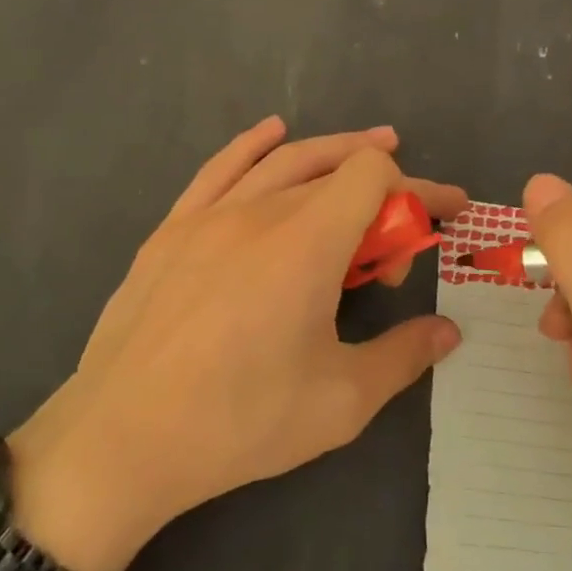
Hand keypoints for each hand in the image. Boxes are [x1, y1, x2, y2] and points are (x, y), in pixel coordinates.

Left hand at [9, 118, 465, 570]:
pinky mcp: (171, 231)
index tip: (442, 218)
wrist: (123, 438)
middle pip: (335, 169)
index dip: (418, 189)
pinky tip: (272, 132)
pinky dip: (254, 145)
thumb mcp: (340, 401)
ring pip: (282, 161)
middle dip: (384, 189)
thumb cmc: (239, 421)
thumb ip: (403, 356)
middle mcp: (260, 211)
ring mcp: (208, 215)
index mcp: (307, 243)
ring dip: (331, 151)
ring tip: (366, 150)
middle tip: (403, 226)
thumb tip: (448, 332)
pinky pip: (220, 168)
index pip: (374, 176)